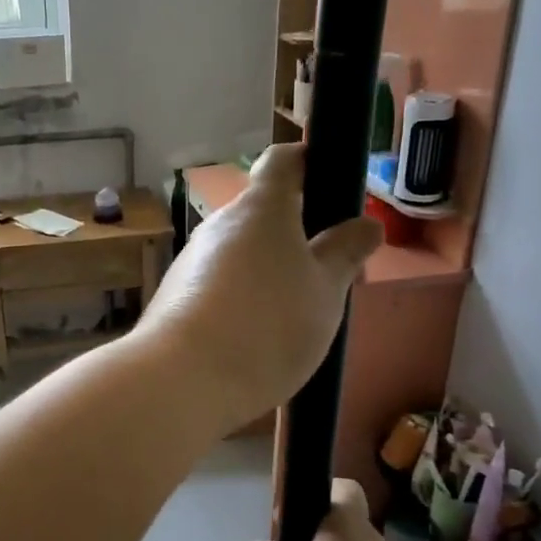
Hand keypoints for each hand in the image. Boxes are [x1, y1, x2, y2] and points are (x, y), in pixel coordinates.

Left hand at [136, 145, 379, 430]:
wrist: (183, 379)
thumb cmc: (268, 325)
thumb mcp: (325, 291)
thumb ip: (346, 253)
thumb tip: (365, 224)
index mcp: (261, 208)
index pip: (283, 160)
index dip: (309, 161)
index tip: (332, 179)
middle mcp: (220, 224)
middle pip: (263, 214)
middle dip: (298, 235)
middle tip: (330, 274)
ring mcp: (192, 259)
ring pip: (242, 253)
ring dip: (270, 270)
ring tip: (297, 315)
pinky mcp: (175, 295)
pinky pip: (219, 284)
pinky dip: (243, 297)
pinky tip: (257, 336)